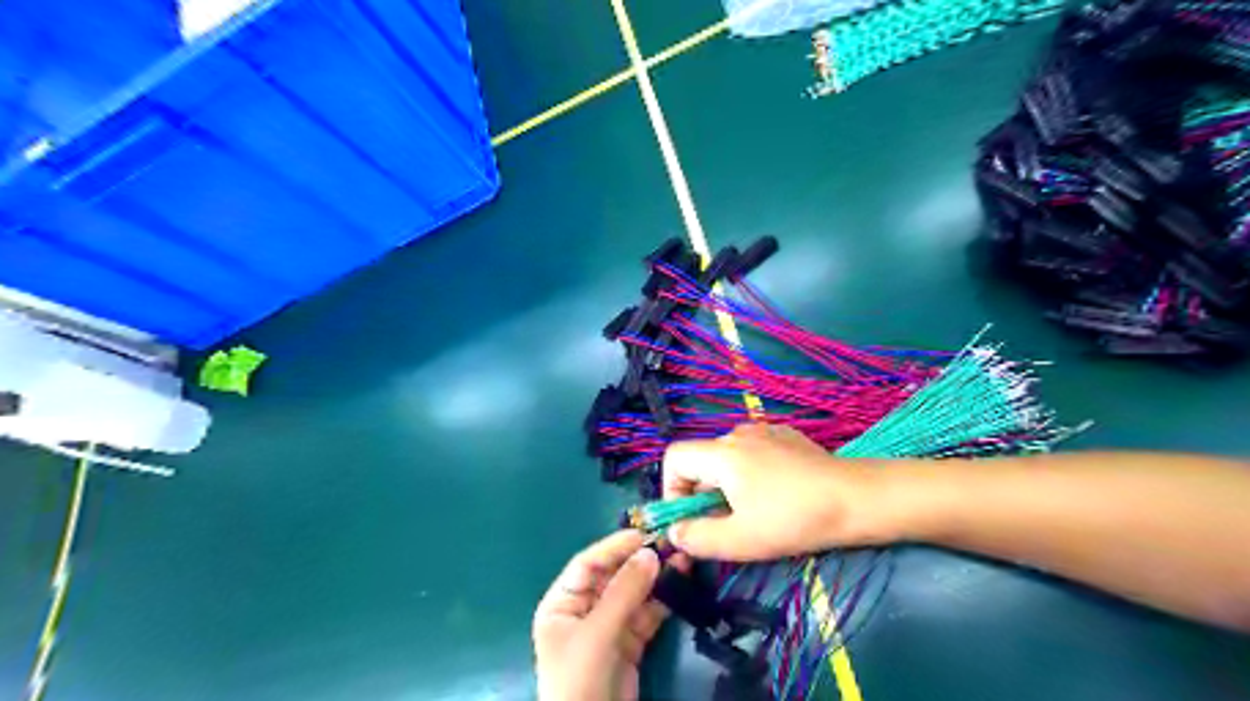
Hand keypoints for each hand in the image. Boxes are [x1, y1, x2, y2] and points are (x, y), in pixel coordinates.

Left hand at [525, 532, 681, 700]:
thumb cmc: (578, 680)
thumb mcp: (596, 634)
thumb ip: (623, 593)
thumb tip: (650, 553)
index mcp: (562, 603)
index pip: (588, 564)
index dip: (614, 547)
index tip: (644, 534)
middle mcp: (584, 609)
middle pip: (614, 576)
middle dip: (641, 561)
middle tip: (670, 544)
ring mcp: (608, 626)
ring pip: (634, 593)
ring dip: (657, 578)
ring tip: (683, 559)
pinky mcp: (629, 643)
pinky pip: (647, 614)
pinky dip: (663, 600)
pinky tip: (680, 584)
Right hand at [664, 424, 886, 561]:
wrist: (854, 499)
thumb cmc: (793, 519)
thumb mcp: (740, 540)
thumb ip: (697, 537)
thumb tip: (674, 531)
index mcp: (721, 453)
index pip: (674, 458)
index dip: (671, 488)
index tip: (691, 518)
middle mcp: (737, 434)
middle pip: (702, 461)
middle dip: (704, 495)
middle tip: (727, 525)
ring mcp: (764, 430)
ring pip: (727, 459)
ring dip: (728, 486)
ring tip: (754, 512)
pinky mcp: (785, 436)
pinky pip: (752, 452)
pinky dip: (750, 473)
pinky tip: (777, 494)